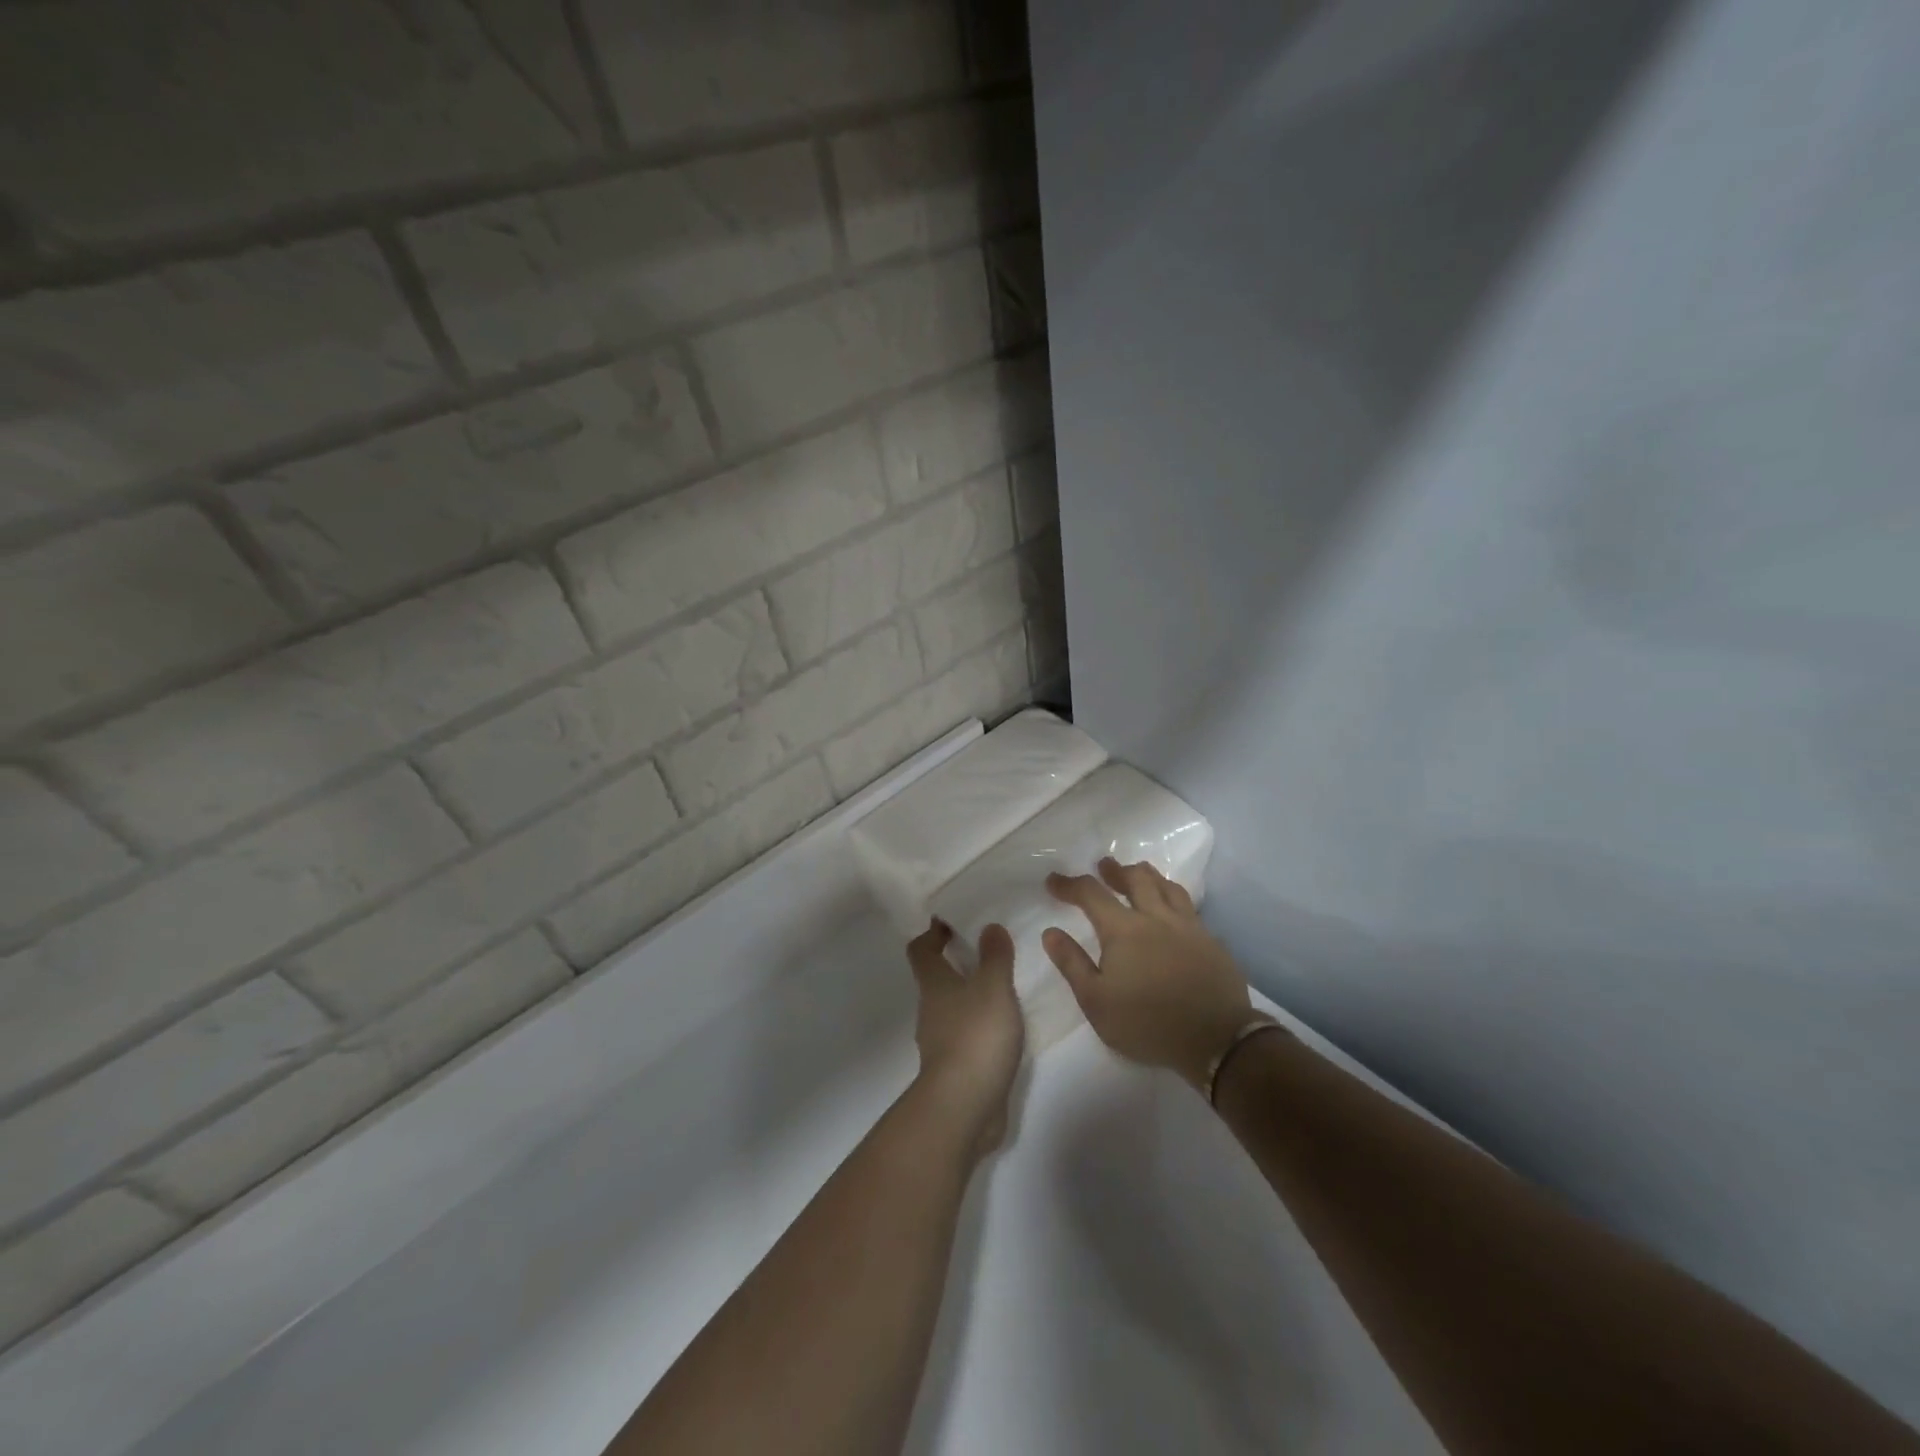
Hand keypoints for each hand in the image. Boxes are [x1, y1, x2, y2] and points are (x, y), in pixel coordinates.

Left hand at [907, 920, 1024, 1157]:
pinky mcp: (956, 1068)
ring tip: (1004, 987)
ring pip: (953, 1008)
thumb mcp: (993, 987)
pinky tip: (1006, 1027)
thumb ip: (994, 956)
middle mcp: (931, 1009)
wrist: (964, 1107)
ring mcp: (941, 1042)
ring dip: (971, 996)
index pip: (921, 950)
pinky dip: (981, 1026)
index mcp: (934, 985)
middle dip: (957, 963)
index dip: (932, 933)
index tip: (952, 921)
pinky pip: (967, 1036)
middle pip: (936, 978)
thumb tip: (989, 926)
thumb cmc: (975, 1036)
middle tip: (990, 950)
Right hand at [1043, 858, 1254, 1089]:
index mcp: (1124, 930)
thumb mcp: (1096, 1001)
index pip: (1091, 894)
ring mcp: (1188, 927)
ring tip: (1139, 874)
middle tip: (1104, 866)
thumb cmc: (1147, 1024)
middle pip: (1136, 878)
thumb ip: (1072, 964)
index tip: (1053, 881)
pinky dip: (1173, 898)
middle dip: (1115, 870)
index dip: (1069, 884)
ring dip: (1148, 876)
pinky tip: (1172, 910)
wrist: (1216, 1040)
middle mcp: (1156, 918)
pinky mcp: (1211, 941)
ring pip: (1167, 886)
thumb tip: (1051, 932)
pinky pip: (1189, 907)